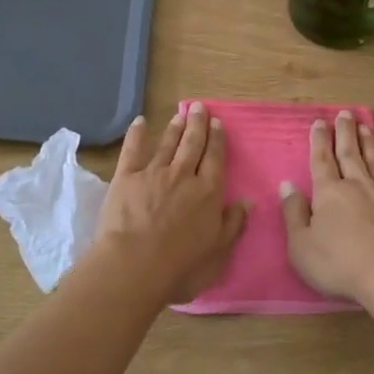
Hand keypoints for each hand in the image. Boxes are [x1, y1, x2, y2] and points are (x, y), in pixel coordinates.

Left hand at [95, 103, 247, 303]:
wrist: (135, 265)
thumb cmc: (181, 266)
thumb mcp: (218, 252)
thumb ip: (233, 224)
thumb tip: (247, 201)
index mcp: (208, 192)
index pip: (215, 159)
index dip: (217, 140)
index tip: (217, 123)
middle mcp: (183, 175)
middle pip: (192, 144)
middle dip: (197, 125)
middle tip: (199, 107)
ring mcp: (153, 173)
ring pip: (167, 144)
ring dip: (174, 128)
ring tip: (180, 114)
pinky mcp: (126, 177)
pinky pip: (132, 150)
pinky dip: (136, 134)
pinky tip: (140, 122)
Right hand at [282, 111, 373, 303]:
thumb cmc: (340, 265)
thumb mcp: (301, 247)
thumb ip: (293, 214)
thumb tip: (287, 185)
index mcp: (329, 193)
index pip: (321, 161)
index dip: (319, 141)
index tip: (319, 121)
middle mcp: (358, 186)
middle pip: (349, 154)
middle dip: (345, 133)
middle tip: (345, 114)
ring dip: (370, 144)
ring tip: (366, 127)